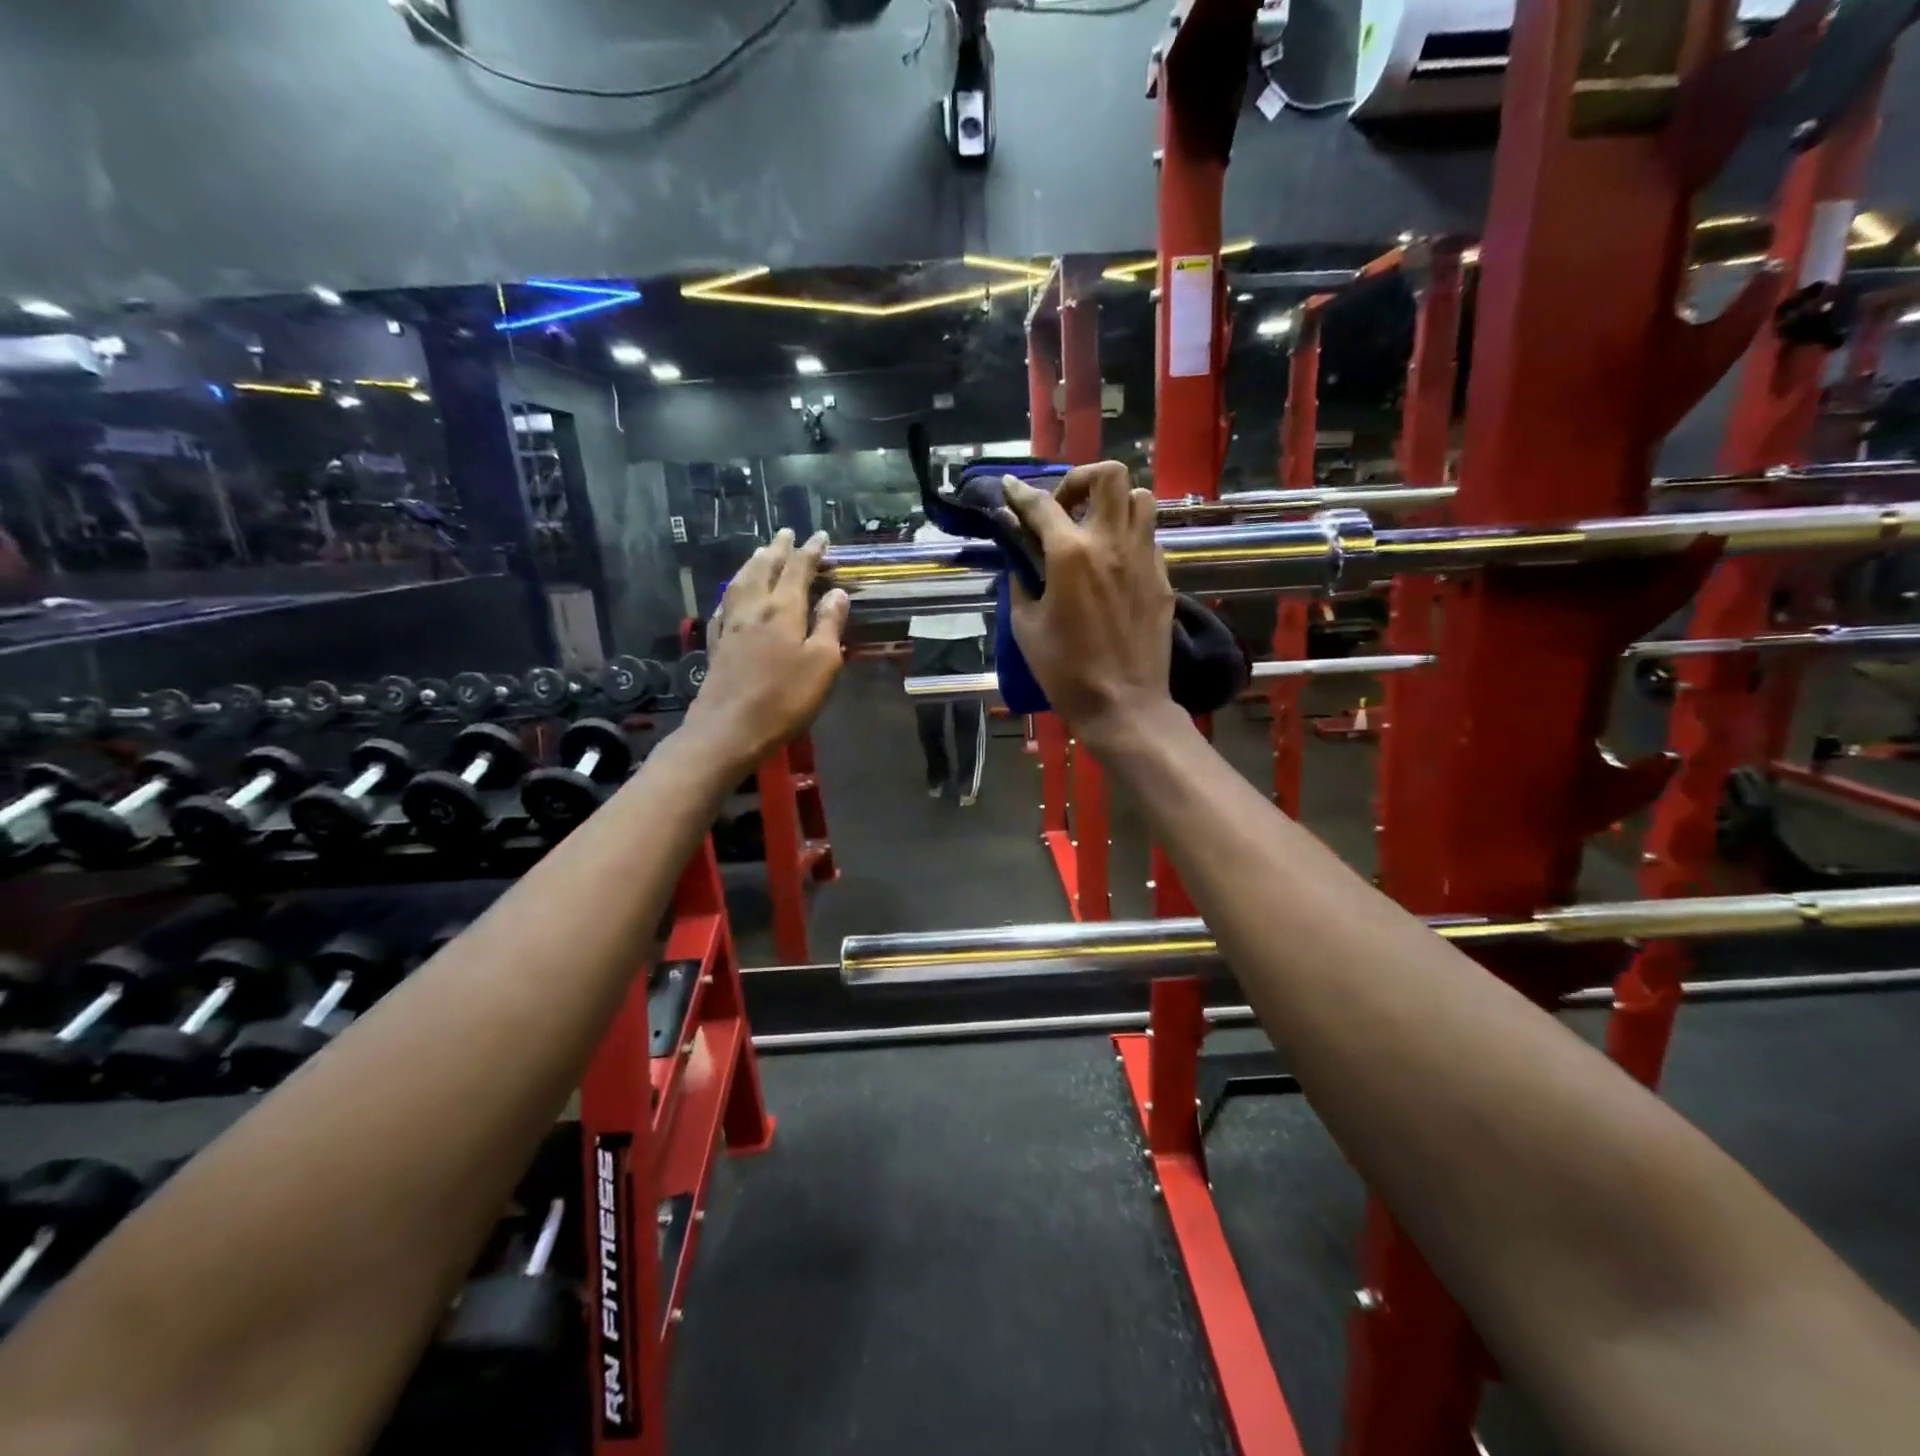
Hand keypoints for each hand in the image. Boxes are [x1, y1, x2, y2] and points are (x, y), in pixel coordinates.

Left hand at [687, 529, 849, 766]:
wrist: (730, 728)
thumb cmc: (785, 697)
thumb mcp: (822, 663)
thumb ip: (829, 624)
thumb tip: (838, 593)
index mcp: (782, 609)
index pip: (798, 569)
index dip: (811, 551)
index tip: (822, 537)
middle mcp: (753, 608)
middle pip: (764, 568)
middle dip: (778, 549)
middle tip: (786, 533)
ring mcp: (730, 625)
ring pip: (740, 582)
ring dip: (753, 563)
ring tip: (761, 552)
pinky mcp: (717, 645)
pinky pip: (725, 606)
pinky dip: (733, 591)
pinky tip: (733, 595)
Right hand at [998, 462, 1175, 742]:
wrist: (1123, 705)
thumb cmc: (1065, 671)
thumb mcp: (1026, 626)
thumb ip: (1021, 582)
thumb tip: (1019, 559)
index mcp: (1071, 554)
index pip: (1042, 505)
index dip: (1021, 492)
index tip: (1010, 488)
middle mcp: (1112, 543)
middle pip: (1110, 476)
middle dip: (1082, 480)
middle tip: (1065, 507)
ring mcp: (1144, 559)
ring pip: (1140, 499)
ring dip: (1114, 504)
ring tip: (1095, 529)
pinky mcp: (1163, 579)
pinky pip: (1149, 539)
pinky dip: (1129, 538)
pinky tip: (1114, 566)